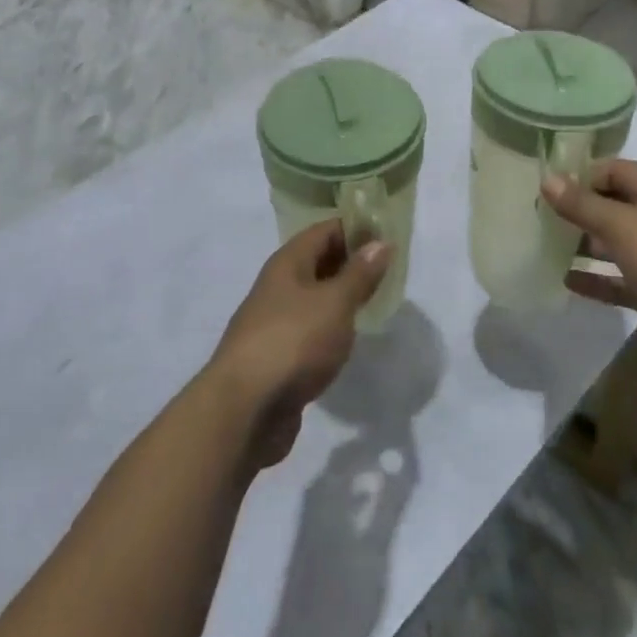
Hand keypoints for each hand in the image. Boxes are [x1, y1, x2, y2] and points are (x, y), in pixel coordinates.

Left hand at [204, 221, 390, 469]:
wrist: (245, 409)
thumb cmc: (294, 341)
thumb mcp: (335, 302)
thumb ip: (359, 273)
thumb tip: (380, 242)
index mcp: (288, 262)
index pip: (325, 230)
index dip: (356, 227)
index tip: (389, 233)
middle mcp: (278, 285)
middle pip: (319, 261)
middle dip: (352, 261)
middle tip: (391, 268)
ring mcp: (275, 321)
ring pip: (315, 297)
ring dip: (342, 296)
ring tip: (377, 300)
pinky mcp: (278, 356)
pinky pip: (310, 328)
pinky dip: (331, 327)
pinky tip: (349, 337)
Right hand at [544, 159, 636, 368]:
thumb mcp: (622, 224)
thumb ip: (582, 204)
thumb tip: (547, 180)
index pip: (610, 170)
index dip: (578, 176)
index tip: (543, 189)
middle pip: (611, 205)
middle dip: (577, 212)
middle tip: (536, 218)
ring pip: (614, 243)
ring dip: (584, 245)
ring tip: (543, 247)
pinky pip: (620, 279)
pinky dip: (597, 279)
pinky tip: (565, 281)